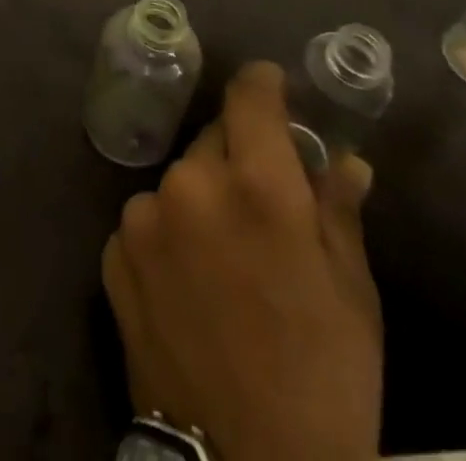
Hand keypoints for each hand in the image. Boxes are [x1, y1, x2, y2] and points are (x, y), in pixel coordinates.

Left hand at [102, 63, 381, 460]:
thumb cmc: (322, 380)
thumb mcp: (352, 294)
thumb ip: (338, 209)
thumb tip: (347, 160)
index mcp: (257, 184)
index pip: (250, 96)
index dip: (263, 85)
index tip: (272, 88)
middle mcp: (190, 183)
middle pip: (214, 139)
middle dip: (239, 155)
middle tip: (260, 203)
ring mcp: (144, 217)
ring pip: (180, 180)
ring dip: (201, 199)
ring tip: (224, 259)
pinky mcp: (114, 252)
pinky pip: (149, 220)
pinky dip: (168, 234)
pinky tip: (188, 284)